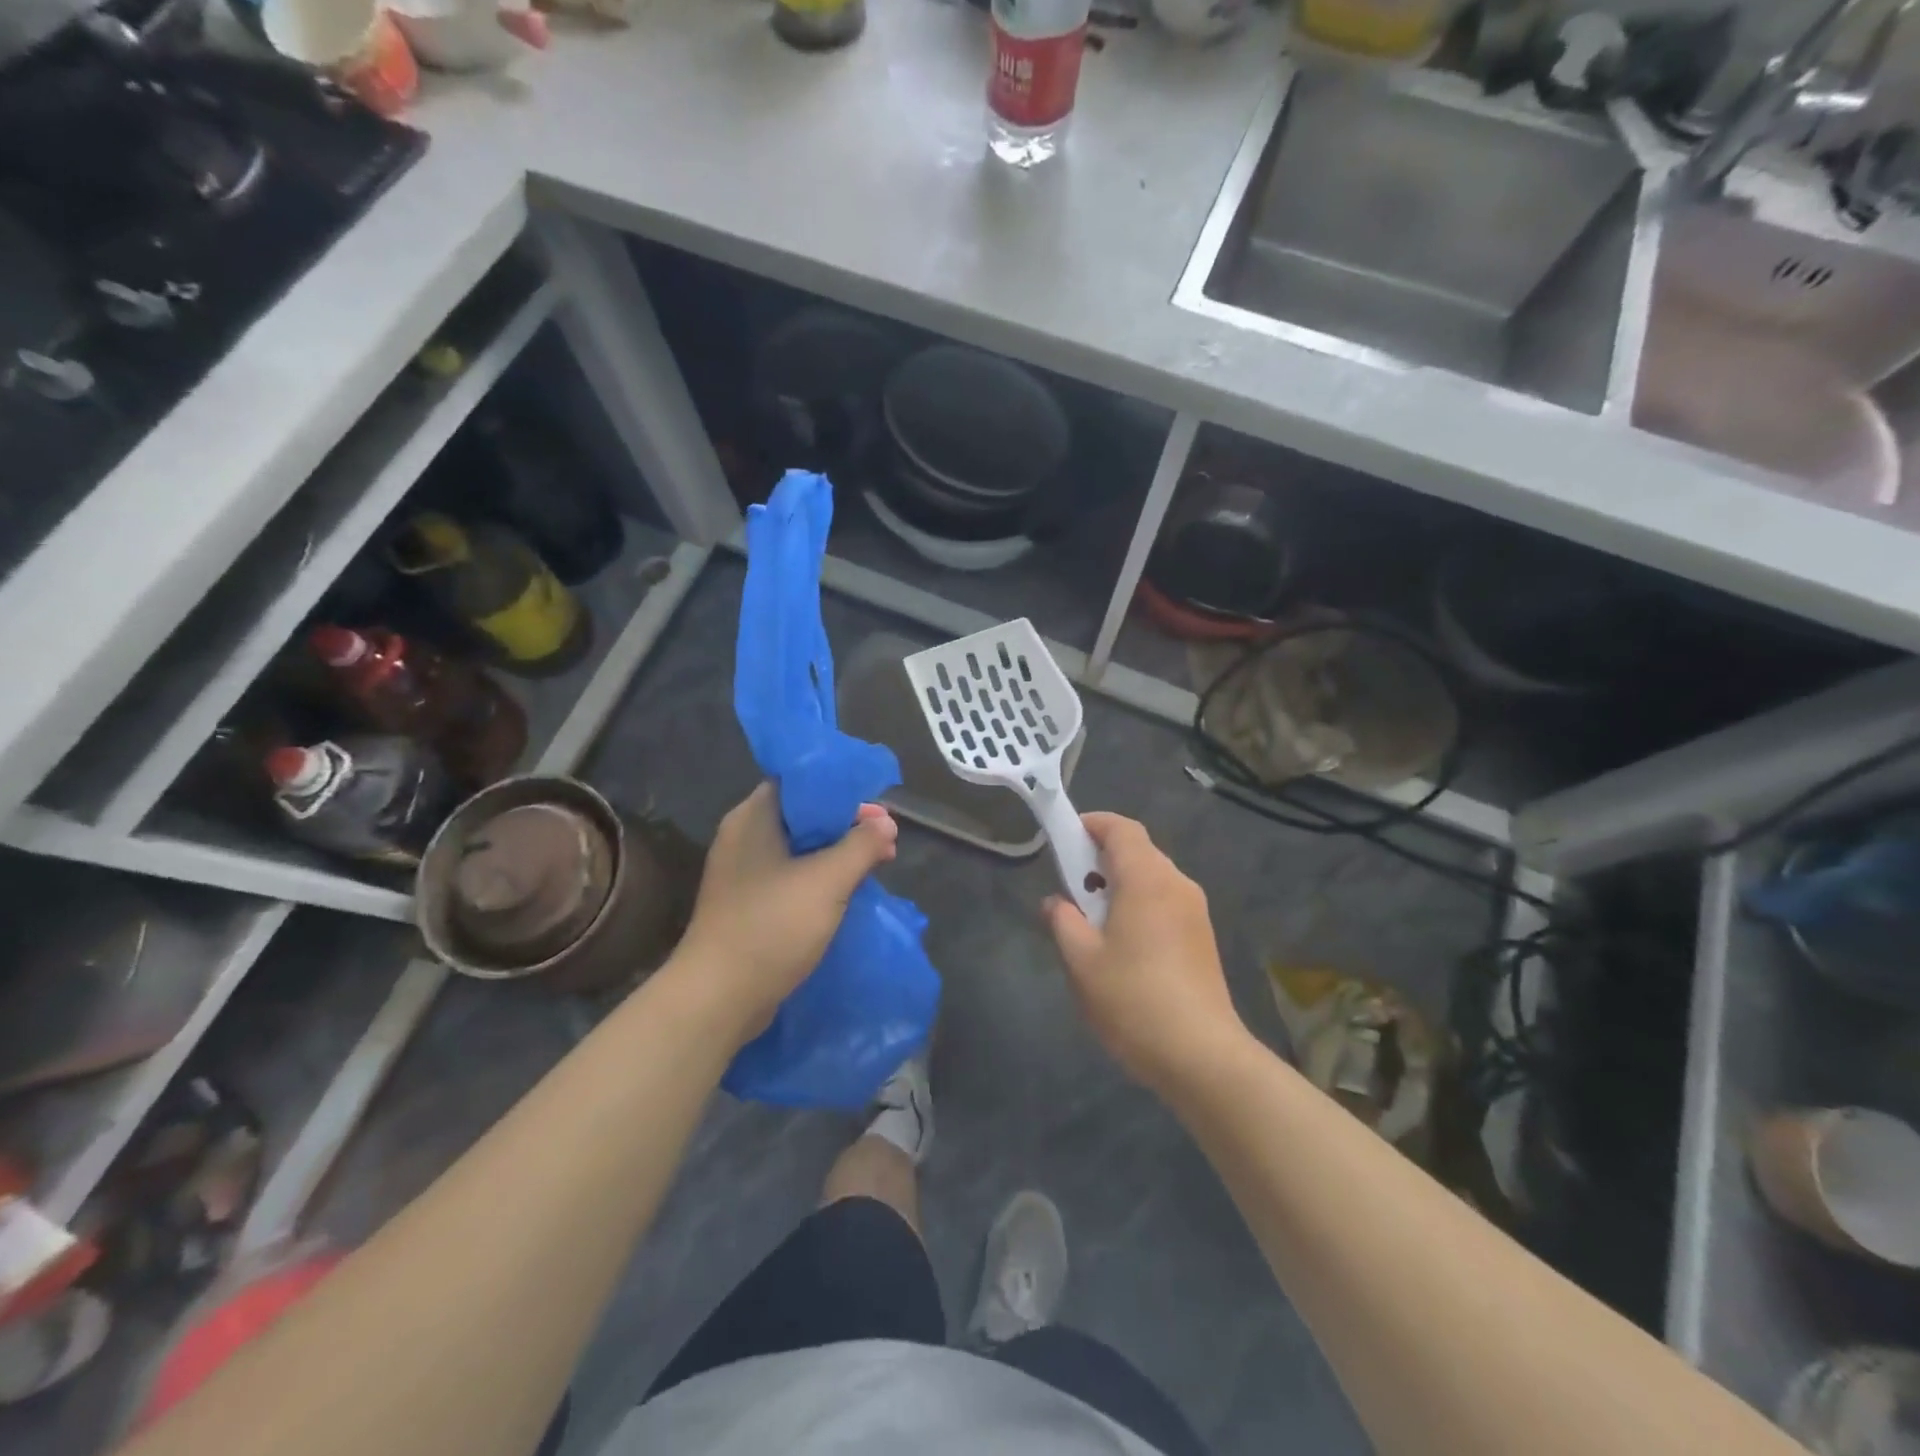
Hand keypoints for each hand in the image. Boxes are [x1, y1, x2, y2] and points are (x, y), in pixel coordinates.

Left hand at [672, 784, 897, 1040]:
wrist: (718, 998)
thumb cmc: (772, 926)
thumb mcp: (828, 880)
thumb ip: (861, 846)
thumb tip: (886, 825)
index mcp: (753, 818)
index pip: (800, 782)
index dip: (841, 789)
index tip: (876, 806)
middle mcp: (744, 837)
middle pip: (804, 815)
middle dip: (847, 825)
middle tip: (886, 840)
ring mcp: (743, 873)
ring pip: (800, 849)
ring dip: (838, 854)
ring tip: (878, 864)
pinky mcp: (748, 904)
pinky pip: (791, 877)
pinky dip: (821, 878)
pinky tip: (849, 892)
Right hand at [1044, 813, 1247, 1094]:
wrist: (1202, 1056)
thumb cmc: (1133, 1000)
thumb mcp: (1081, 961)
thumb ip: (1063, 921)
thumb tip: (1055, 902)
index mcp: (1147, 879)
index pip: (1122, 829)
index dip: (1093, 824)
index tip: (1065, 836)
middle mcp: (1176, 884)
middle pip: (1139, 851)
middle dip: (1102, 858)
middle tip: (1072, 885)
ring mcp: (1195, 911)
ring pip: (1153, 878)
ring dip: (1121, 884)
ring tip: (1093, 919)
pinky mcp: (1202, 937)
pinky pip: (1165, 902)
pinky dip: (1140, 904)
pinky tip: (1123, 943)